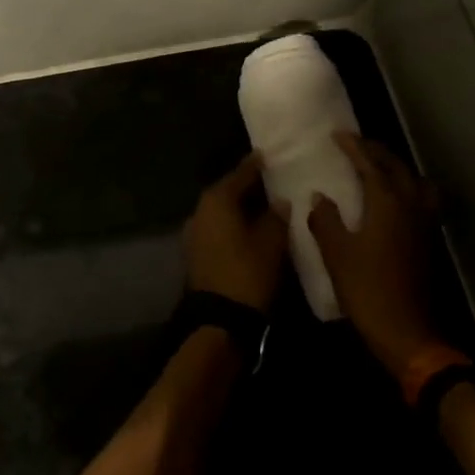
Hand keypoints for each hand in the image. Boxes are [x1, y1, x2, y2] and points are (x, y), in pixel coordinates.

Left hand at [184, 152, 288, 312]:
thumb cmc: (247, 273)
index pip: (240, 174)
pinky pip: (217, 228)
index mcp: (216, 201)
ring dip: (239, 207)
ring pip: (221, 211)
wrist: (219, 320)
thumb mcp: (271, 243)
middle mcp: (200, 211)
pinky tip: (250, 228)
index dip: (255, 165)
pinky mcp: (196, 253)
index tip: (267, 154)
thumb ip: (276, 217)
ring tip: (264, 204)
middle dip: (247, 186)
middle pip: (226, 191)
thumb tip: (280, 201)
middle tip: (270, 179)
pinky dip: (233, 224)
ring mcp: (194, 233)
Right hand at [308, 133, 440, 374]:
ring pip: (415, 181)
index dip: (354, 147)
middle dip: (376, 152)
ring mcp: (424, 223)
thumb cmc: (367, 289)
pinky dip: (408, 188)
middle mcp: (411, 205)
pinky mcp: (427, 240)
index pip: (370, 164)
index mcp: (387, 203)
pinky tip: (393, 200)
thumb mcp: (336, 254)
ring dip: (397, 168)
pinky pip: (421, 199)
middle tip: (355, 145)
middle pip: (397, 167)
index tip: (338, 135)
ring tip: (378, 169)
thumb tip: (319, 197)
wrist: (406, 331)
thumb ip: (326, 220)